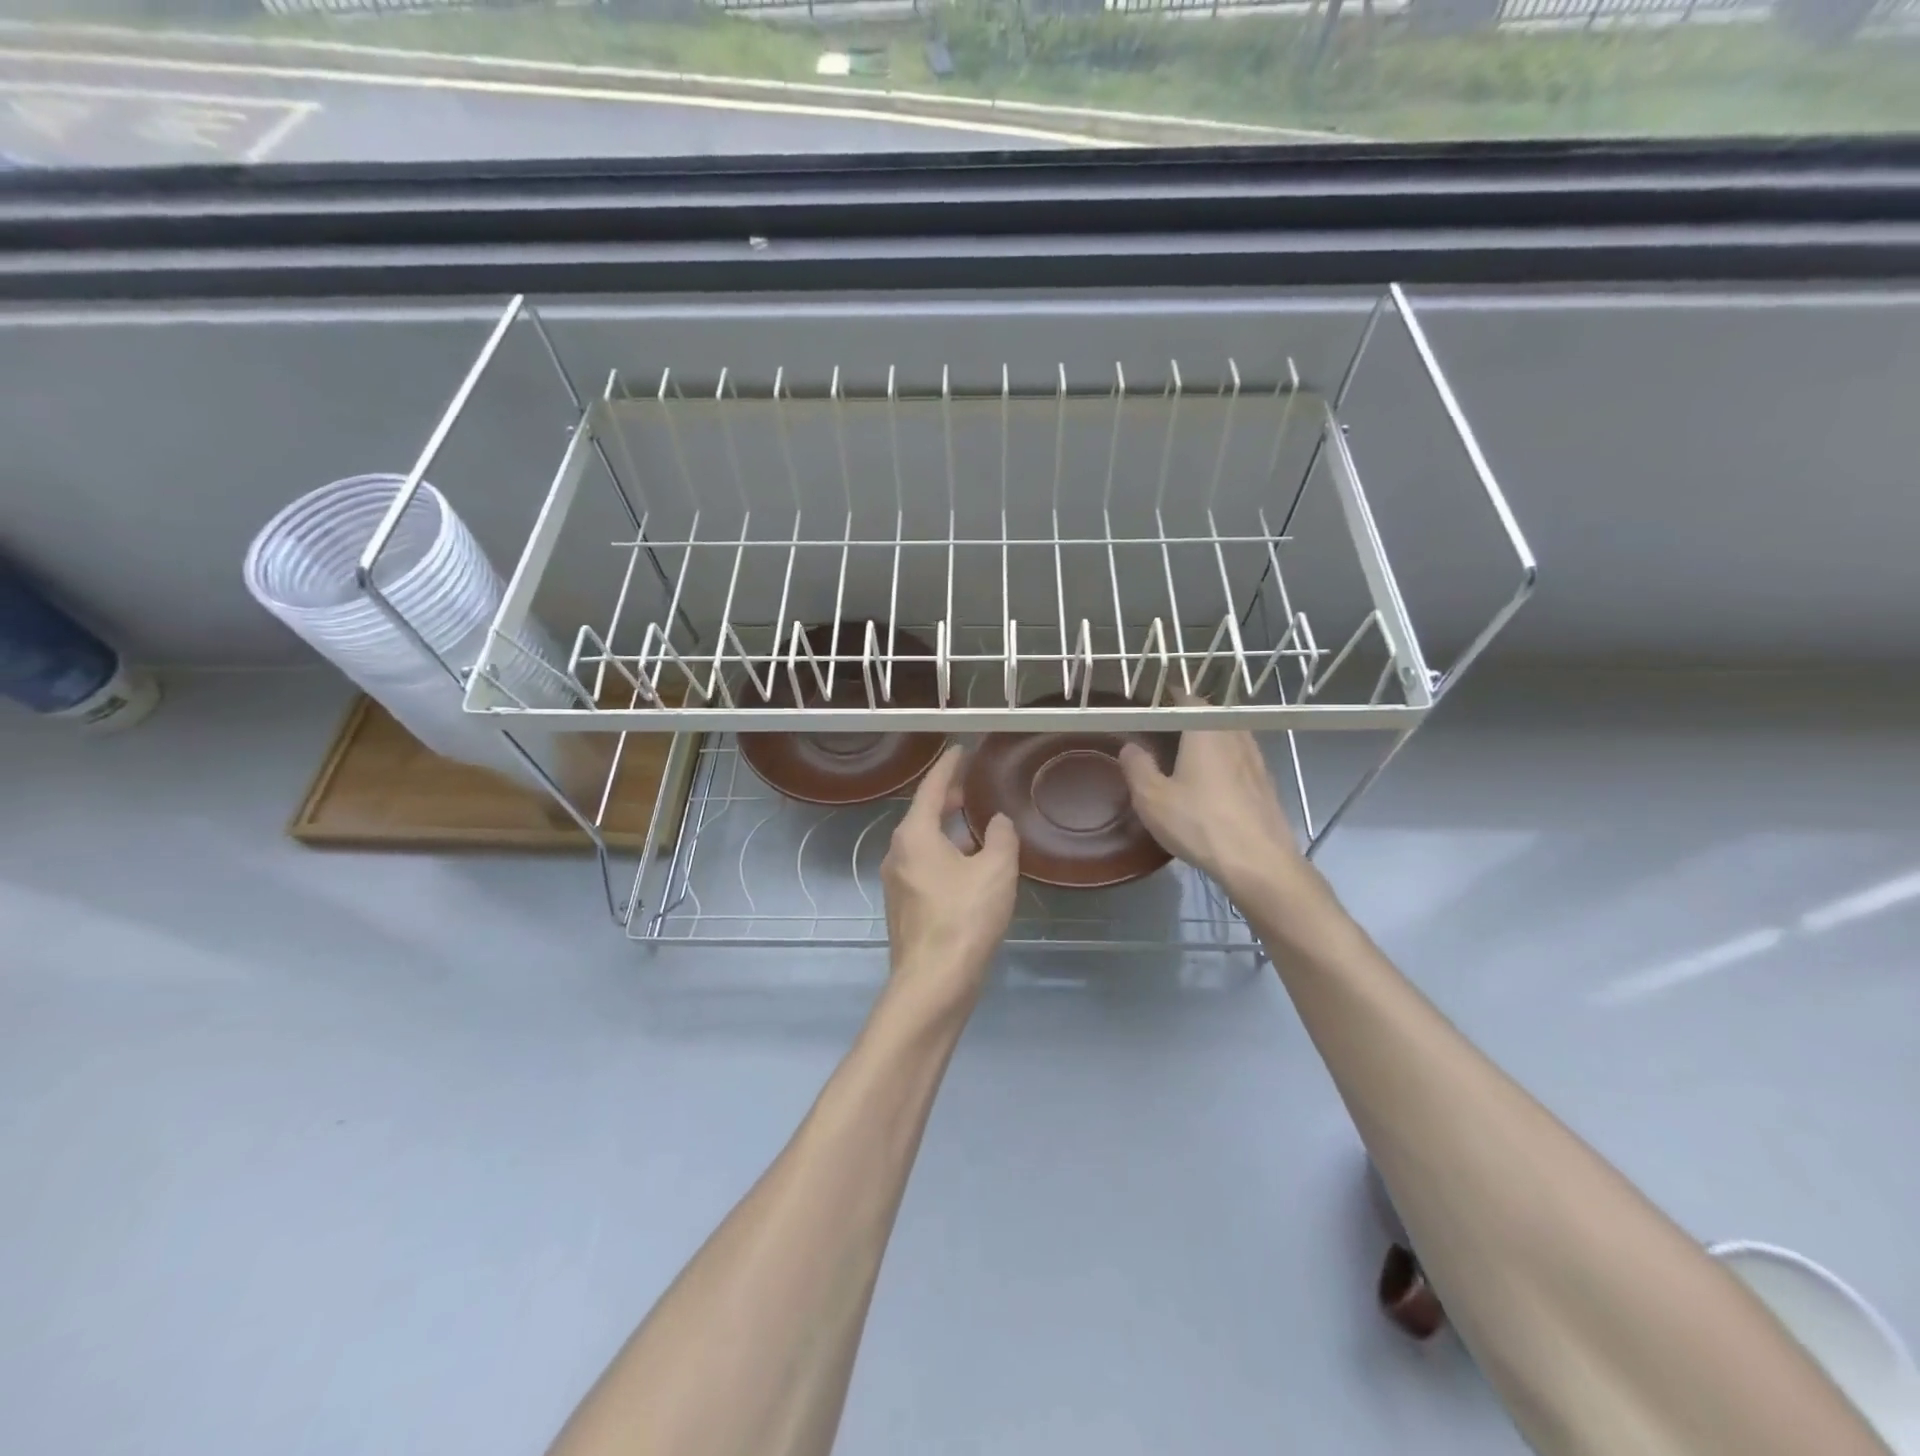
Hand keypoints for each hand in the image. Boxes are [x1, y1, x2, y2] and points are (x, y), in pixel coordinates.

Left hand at [881, 746, 1018, 1008]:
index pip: (930, 788)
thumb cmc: (964, 918)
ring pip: (923, 842)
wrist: (934, 982)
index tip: (959, 750)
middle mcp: (897, 852)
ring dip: (946, 829)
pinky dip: (944, 854)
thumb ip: (1001, 838)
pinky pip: (924, 865)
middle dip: (946, 798)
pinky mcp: (904, 906)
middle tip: (971, 787)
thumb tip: (997, 822)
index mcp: (914, 835)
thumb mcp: (995, 870)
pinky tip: (968, 866)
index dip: (947, 766)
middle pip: (922, 814)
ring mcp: (896, 881)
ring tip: (975, 826)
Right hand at [1118, 707, 1303, 899]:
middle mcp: (1234, 733)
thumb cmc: (1199, 823)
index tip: (1145, 711)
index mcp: (1205, 727)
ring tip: (1181, 762)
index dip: (1163, 700)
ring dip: (1204, 743)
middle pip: (1206, 716)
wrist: (1259, 862)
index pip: (1184, 697)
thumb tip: (1130, 746)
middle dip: (1182, 722)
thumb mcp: (1152, 797)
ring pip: (1224, 738)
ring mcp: (1256, 757)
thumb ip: (1137, 766)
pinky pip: (1237, 760)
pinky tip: (1208, 787)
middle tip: (1157, 738)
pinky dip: (1220, 764)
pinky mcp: (1266, 782)